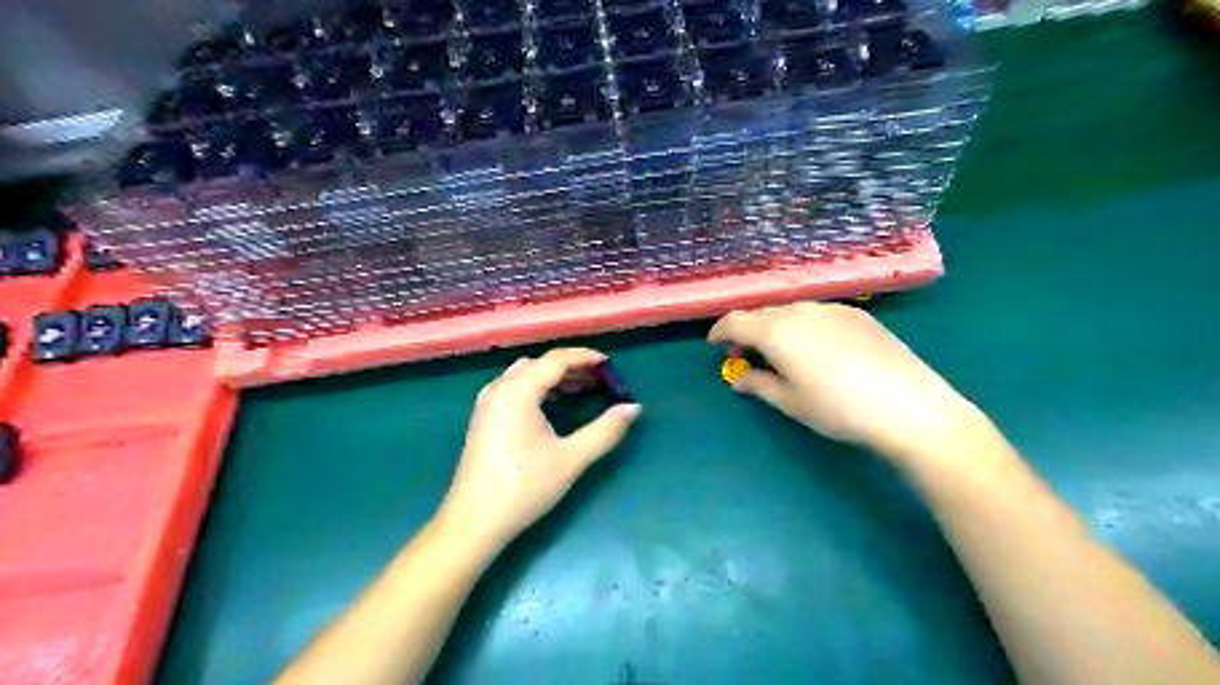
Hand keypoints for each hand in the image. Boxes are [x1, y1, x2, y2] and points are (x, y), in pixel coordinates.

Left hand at [437, 347, 639, 551]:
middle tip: (600, 379)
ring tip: (583, 389)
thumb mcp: (571, 459)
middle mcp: (499, 389)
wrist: (473, 522)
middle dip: (571, 367)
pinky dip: (538, 388)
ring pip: (525, 375)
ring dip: (554, 377)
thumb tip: (633, 408)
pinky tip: (554, 406)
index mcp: (518, 391)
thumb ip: (605, 430)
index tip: (610, 364)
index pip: (556, 360)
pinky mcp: (484, 419)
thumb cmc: (524, 487)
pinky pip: (515, 389)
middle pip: (540, 364)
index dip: (585, 357)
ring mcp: (487, 403)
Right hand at [712, 299, 983, 465]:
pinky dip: (802, 325)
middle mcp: (800, 310)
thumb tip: (740, 378)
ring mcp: (832, 308)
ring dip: (774, 326)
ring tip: (779, 351)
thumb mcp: (790, 402)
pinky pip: (816, 313)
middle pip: (762, 312)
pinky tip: (814, 347)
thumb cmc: (838, 409)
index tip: (714, 345)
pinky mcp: (858, 314)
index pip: (735, 321)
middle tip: (744, 354)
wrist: (908, 406)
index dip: (719, 332)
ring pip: (790, 310)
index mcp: (776, 330)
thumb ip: (759, 385)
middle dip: (746, 330)